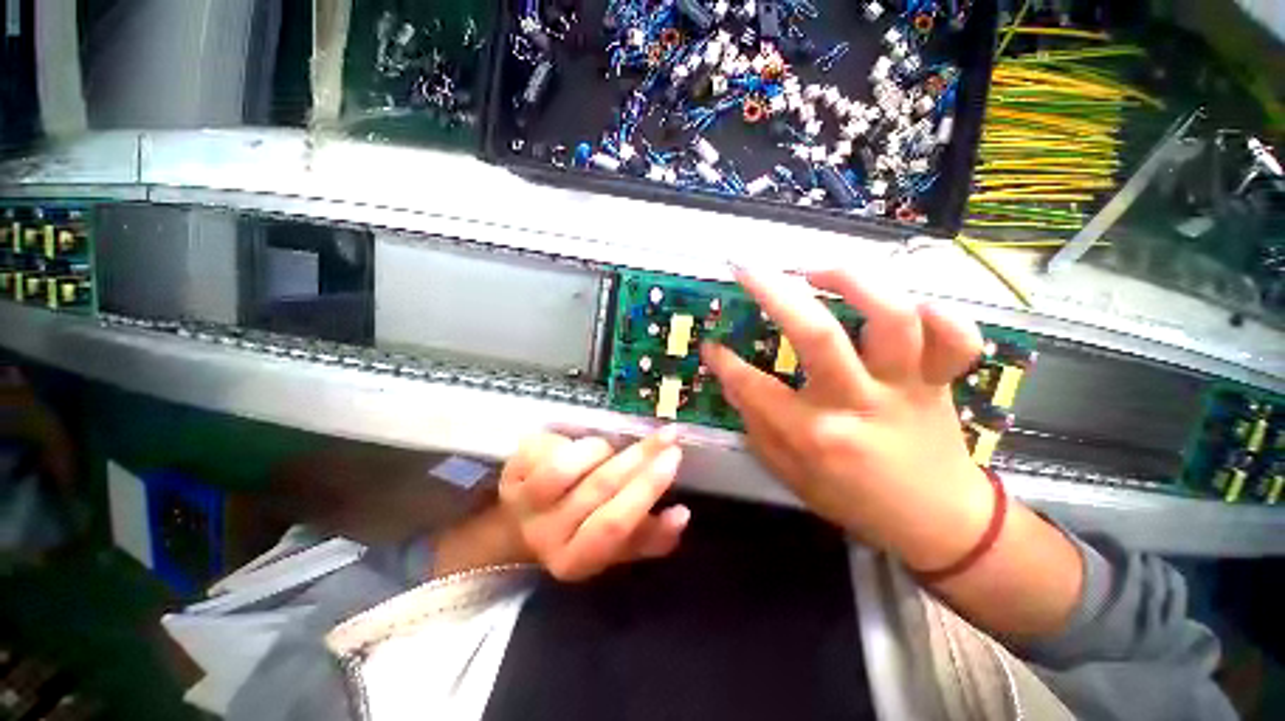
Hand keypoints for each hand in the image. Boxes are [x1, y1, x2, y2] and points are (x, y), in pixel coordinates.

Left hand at [496, 427, 690, 580]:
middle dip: (639, 457)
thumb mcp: (617, 546)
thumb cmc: (580, 532)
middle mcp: (544, 535)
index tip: (674, 457)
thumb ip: (652, 536)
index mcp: (575, 559)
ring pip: (567, 466)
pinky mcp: (511, 472)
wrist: (520, 528)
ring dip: (600, 449)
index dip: (647, 488)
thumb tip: (682, 514)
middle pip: (597, 488)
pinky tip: (583, 446)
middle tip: (667, 437)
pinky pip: (545, 448)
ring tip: (611, 447)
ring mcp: (521, 502)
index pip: (615, 525)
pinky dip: (572, 441)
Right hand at [701, 267, 991, 571]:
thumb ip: (758, 426)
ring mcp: (906, 387)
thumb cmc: (854, 502)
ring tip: (817, 272)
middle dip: (774, 292)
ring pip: (891, 318)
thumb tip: (732, 380)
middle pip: (817, 335)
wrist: (938, 524)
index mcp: (816, 436)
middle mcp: (859, 404)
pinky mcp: (942, 380)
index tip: (710, 345)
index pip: (754, 387)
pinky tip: (902, 303)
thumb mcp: (791, 476)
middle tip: (747, 270)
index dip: (724, 362)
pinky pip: (956, 337)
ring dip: (852, 281)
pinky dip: (938, 311)